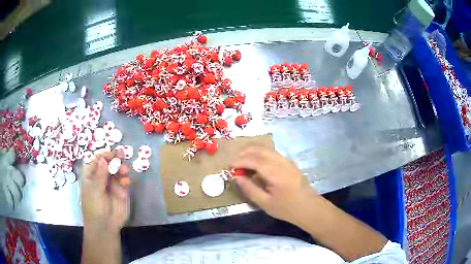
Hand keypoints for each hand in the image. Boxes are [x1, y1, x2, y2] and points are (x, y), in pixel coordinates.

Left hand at [80, 151, 131, 233]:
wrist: (105, 226)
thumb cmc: (94, 207)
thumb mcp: (94, 190)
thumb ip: (100, 174)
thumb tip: (103, 158)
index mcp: (91, 175)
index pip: (97, 160)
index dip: (104, 155)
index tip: (113, 153)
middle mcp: (101, 177)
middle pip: (108, 163)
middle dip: (115, 159)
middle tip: (122, 155)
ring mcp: (112, 184)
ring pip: (117, 171)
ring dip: (121, 168)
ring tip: (125, 170)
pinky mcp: (121, 192)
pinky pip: (124, 181)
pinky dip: (126, 179)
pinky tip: (126, 182)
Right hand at [230, 145, 318, 224]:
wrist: (310, 208)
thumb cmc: (287, 209)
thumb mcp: (265, 203)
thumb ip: (249, 188)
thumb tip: (236, 177)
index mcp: (274, 171)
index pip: (252, 159)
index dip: (238, 161)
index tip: (229, 167)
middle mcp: (280, 161)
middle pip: (258, 148)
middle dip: (243, 153)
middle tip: (234, 164)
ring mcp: (286, 160)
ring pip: (265, 148)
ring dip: (251, 152)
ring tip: (242, 164)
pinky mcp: (289, 163)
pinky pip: (271, 153)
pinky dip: (260, 154)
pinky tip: (256, 165)